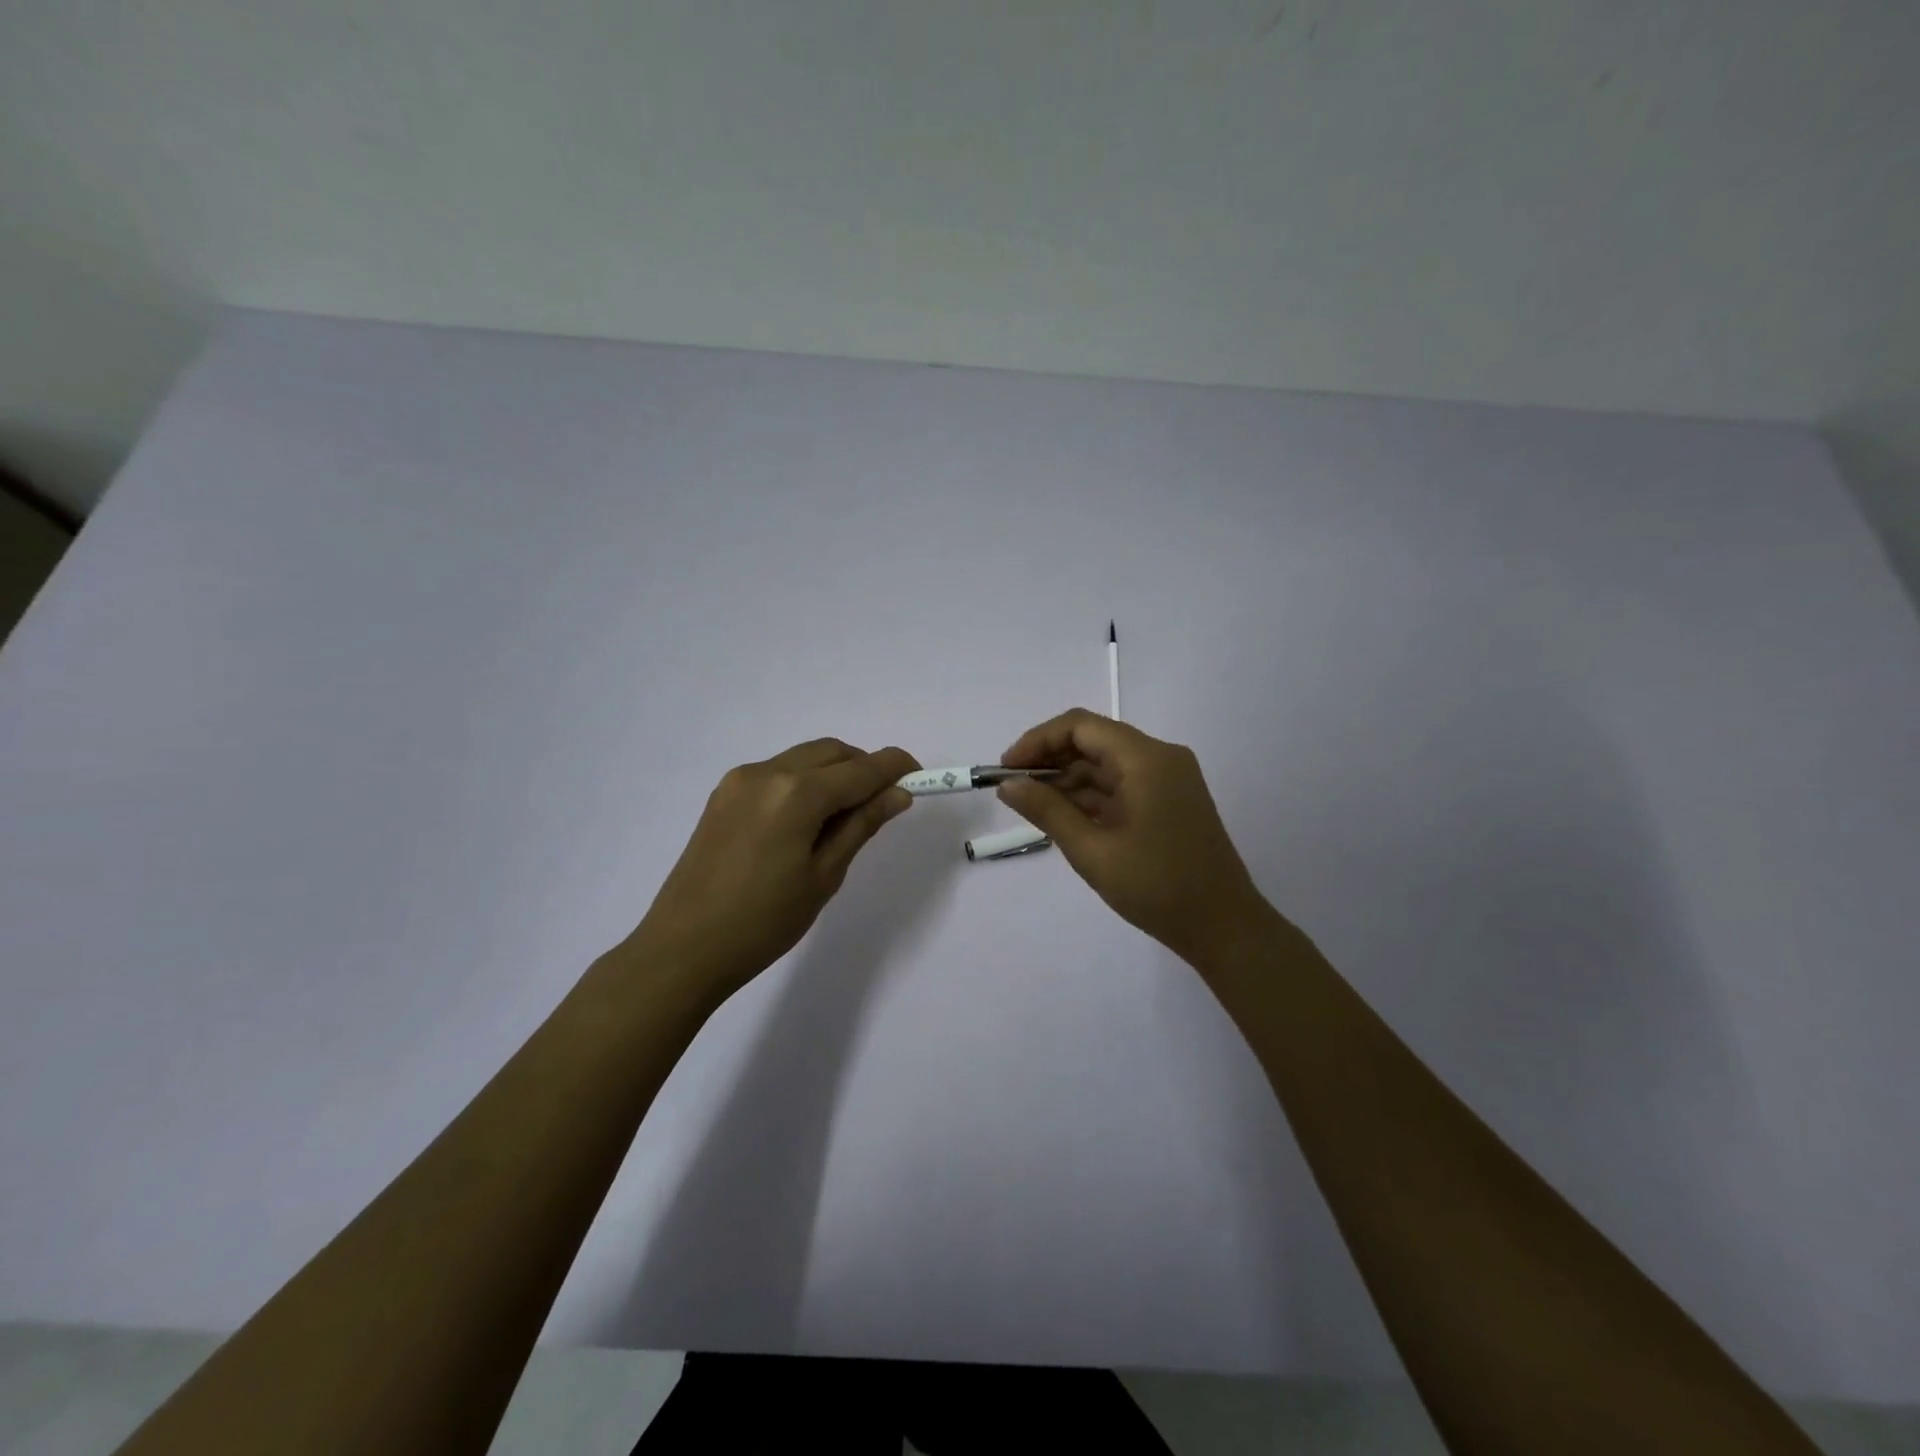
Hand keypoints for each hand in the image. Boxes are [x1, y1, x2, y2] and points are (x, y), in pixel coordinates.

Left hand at [625, 739, 918, 997]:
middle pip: (831, 752)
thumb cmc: (764, 921)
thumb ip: (861, 825)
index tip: (921, 775)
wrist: (683, 948)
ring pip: (803, 758)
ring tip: (846, 815)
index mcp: (796, 793)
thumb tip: (898, 794)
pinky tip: (808, 819)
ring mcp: (740, 780)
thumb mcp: (824, 875)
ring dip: (833, 773)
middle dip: (864, 767)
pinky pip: (777, 772)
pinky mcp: (723, 794)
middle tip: (884, 801)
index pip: (860, 769)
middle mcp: (767, 772)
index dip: (895, 767)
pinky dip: (804, 782)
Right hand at [997, 710, 1271, 965]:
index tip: (1006, 768)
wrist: (1224, 927)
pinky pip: (1122, 784)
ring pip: (1107, 763)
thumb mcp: (1092, 851)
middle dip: (1050, 759)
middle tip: (1014, 787)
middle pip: (1094, 740)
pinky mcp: (1170, 800)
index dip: (1038, 741)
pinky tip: (1063, 814)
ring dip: (1069, 779)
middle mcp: (1160, 757)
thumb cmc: (1156, 887)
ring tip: (1031, 804)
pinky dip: (1091, 795)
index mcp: (1146, 759)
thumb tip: (1008, 785)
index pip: (1081, 726)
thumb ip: (1047, 811)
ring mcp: (1169, 779)